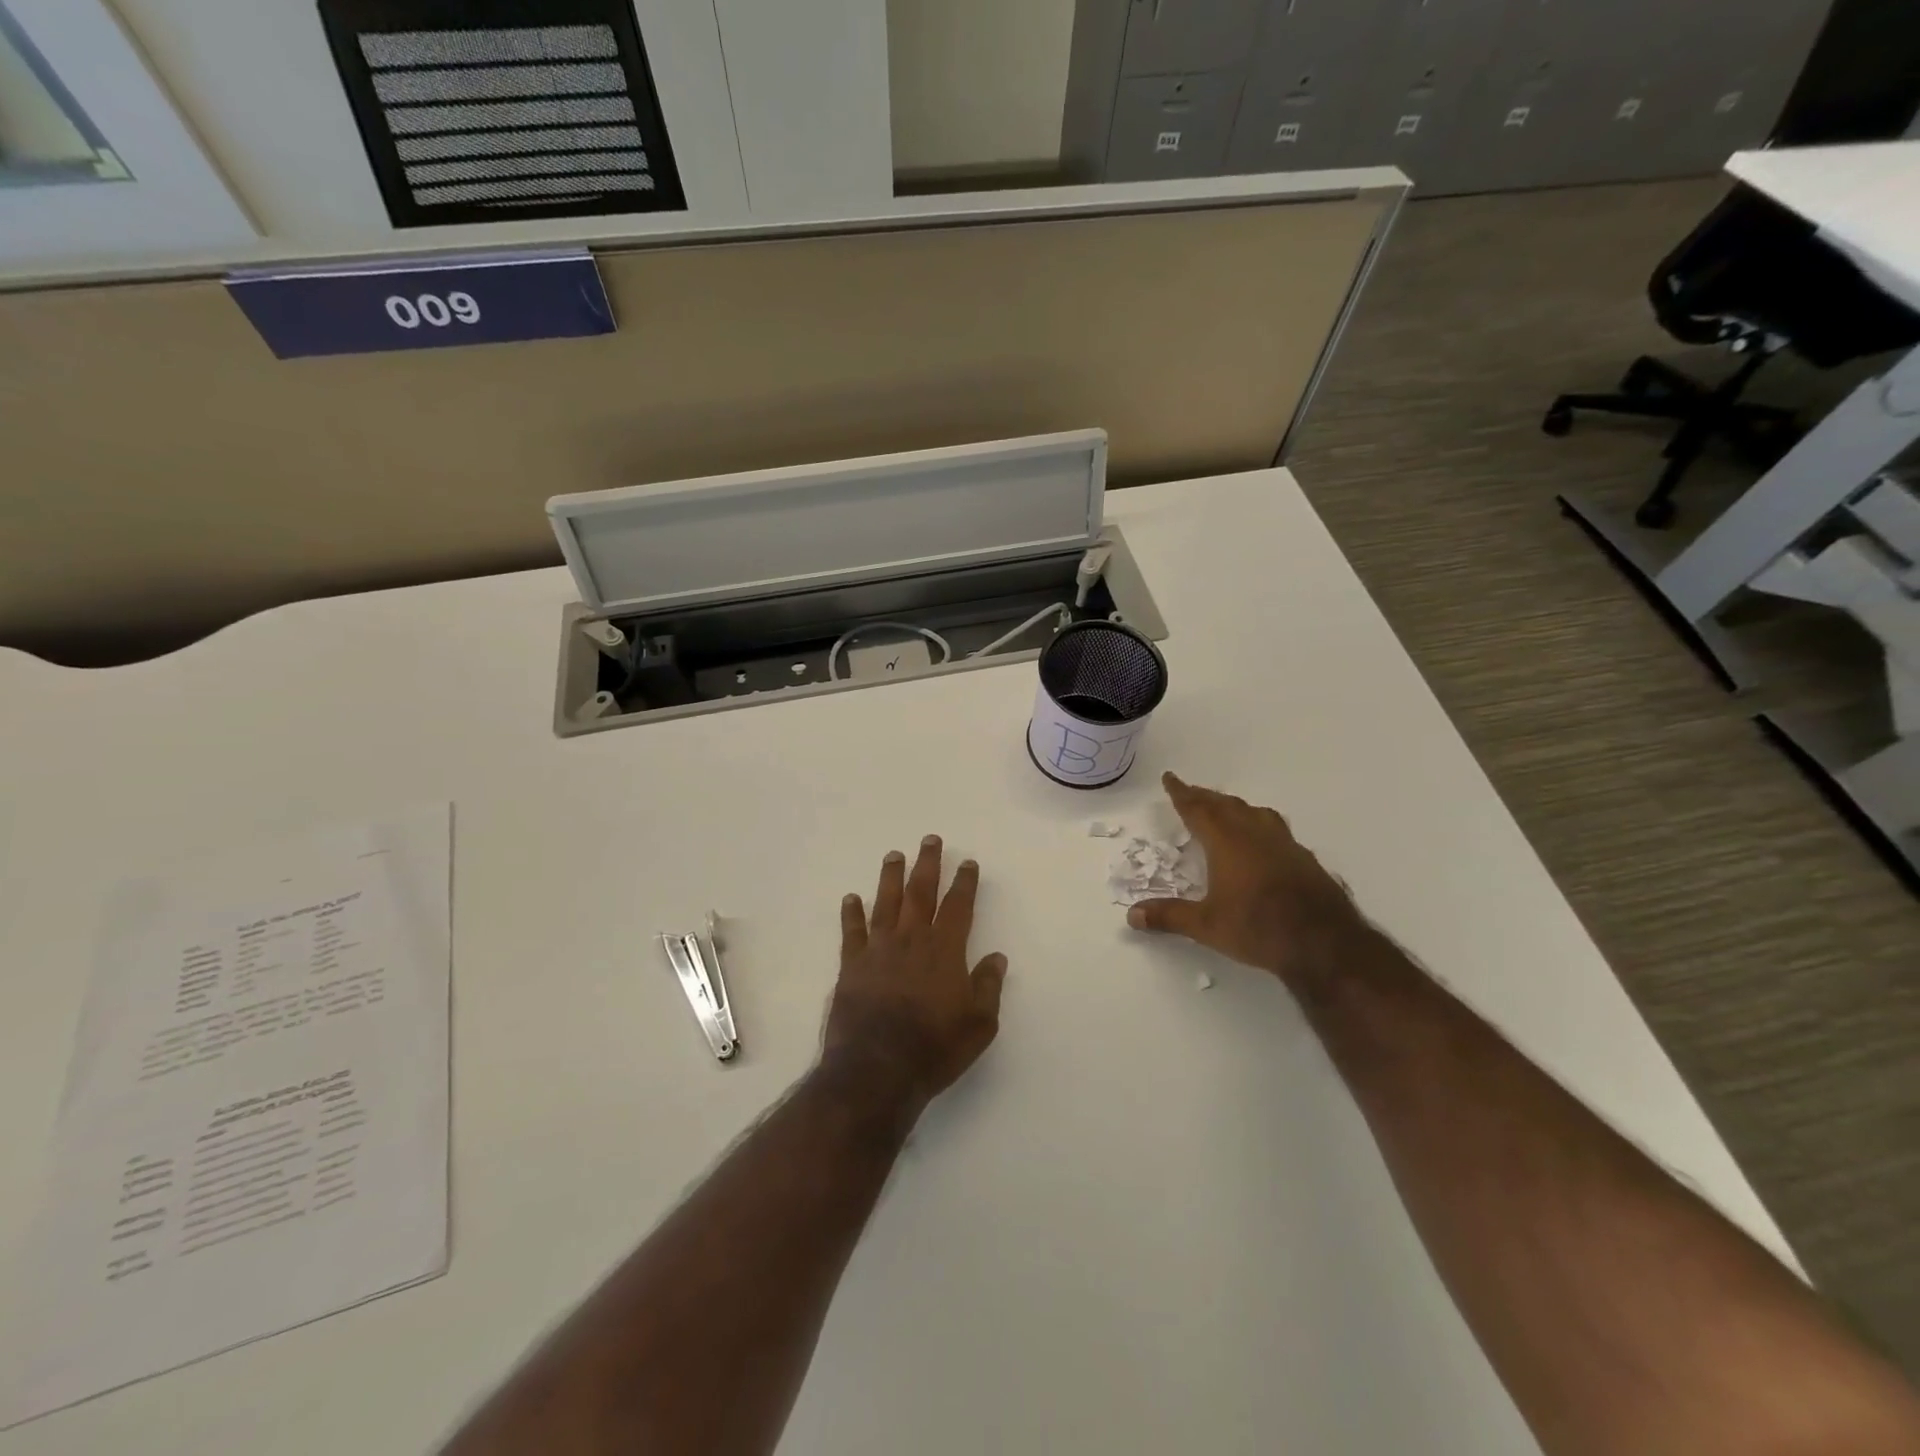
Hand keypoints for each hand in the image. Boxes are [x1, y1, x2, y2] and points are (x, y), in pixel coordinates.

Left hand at [823, 836, 1007, 1121]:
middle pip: (921, 892)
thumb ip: (988, 987)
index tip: (967, 862)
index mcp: (945, 950)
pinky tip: (850, 898)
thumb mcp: (979, 1025)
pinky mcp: (852, 966)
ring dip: (890, 877)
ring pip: (886, 902)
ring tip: (894, 855)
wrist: (877, 1069)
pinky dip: (851, 913)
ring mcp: (879, 950)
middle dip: (927, 864)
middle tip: (930, 839)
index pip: (958, 906)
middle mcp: (912, 940)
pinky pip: (852, 932)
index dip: (964, 882)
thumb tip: (996, 957)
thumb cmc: (934, 1048)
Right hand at [1126, 772, 1373, 998]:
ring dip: (1236, 807)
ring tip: (1227, 809)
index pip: (1198, 809)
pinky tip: (1263, 842)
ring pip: (1255, 813)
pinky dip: (1260, 826)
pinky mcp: (1305, 859)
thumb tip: (1132, 915)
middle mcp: (1255, 834)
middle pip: (1226, 805)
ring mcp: (1285, 844)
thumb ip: (1169, 916)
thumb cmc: (1258, 928)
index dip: (1182, 793)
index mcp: (1227, 841)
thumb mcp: (1206, 926)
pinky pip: (1276, 830)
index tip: (1171, 778)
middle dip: (1206, 797)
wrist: (1324, 943)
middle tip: (1191, 793)